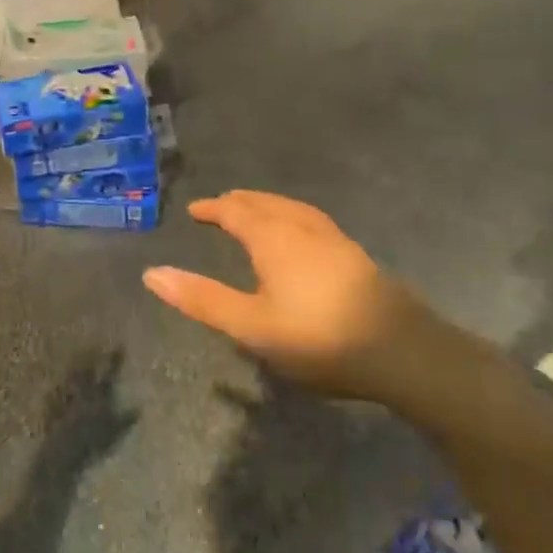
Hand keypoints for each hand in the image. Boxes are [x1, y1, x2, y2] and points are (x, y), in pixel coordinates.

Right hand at [143, 190, 426, 403]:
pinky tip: (301, 234)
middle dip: (239, 202)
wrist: (401, 350)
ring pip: (291, 208)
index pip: (235, 211)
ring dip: (266, 204)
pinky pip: (310, 219)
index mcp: (272, 237)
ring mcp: (332, 238)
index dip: (213, 208)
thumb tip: (151, 273)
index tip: (195, 210)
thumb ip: (201, 299)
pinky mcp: (354, 254)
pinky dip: (291, 215)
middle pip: (264, 203)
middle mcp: (301, 227)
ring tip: (255, 210)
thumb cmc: (317, 337)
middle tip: (220, 206)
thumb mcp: (250, 325)